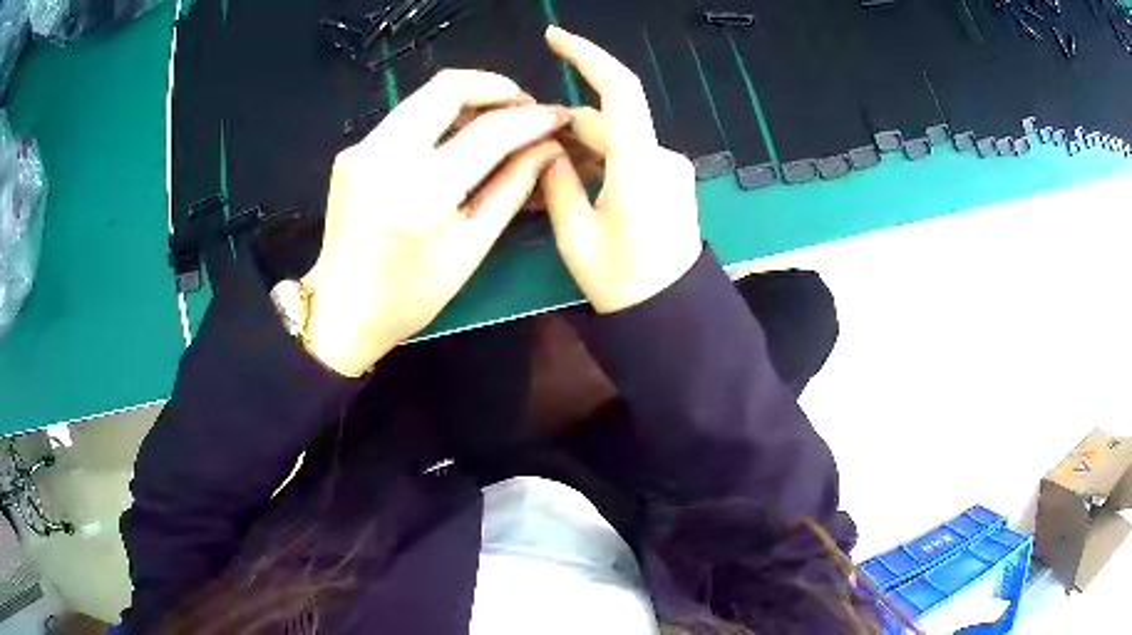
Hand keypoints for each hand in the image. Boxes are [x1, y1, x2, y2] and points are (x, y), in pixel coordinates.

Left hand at [302, 69, 570, 375]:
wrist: (341, 309)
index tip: (557, 115)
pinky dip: (439, 118)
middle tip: (524, 106)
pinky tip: (454, 142)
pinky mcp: (352, 151)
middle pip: (449, 87)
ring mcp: (362, 149)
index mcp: (422, 193)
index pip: (489, 132)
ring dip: (468, 99)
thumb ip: (512, 189)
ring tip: (496, 124)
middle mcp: (386, 157)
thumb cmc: (410, 295)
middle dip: (496, 86)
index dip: (531, 118)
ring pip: (425, 96)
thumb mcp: (470, 249)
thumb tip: (548, 147)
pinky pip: (405, 117)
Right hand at [542, 26, 702, 313]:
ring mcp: (669, 170)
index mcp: (640, 164)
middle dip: (564, 129)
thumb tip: (548, 149)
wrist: (672, 314)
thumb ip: (557, 183)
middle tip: (523, 153)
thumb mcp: (575, 236)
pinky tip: (573, 188)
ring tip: (543, 180)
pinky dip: (599, 164)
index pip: (618, 88)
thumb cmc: (622, 282)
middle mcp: (661, 157)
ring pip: (615, 142)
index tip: (554, 37)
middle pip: (606, 122)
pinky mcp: (670, 183)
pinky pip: (628, 159)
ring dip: (580, 151)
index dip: (586, 55)